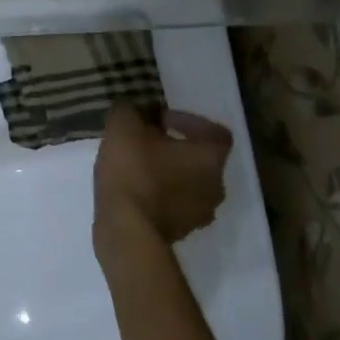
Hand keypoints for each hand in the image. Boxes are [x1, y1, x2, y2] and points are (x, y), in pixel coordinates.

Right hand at [94, 103, 232, 247]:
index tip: (161, 119)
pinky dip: (160, 195)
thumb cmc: (133, 171)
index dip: (189, 120)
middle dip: (176, 147)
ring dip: (168, 173)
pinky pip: (174, 205)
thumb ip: (130, 109)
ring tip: (137, 166)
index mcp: (210, 157)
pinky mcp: (181, 233)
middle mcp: (216, 186)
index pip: (215, 132)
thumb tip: (134, 107)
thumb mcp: (123, 126)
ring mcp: (201, 214)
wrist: (126, 232)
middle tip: (146, 141)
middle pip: (201, 159)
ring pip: (188, 184)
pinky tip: (133, 190)